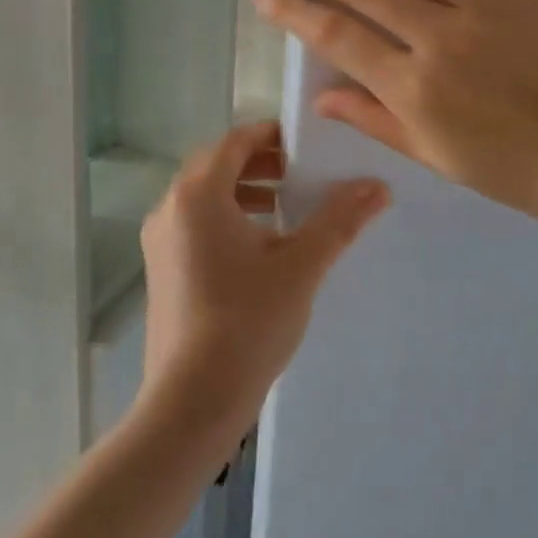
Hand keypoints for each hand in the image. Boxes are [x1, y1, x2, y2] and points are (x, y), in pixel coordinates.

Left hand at [139, 121, 389, 439]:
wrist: (191, 401)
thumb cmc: (246, 322)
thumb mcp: (301, 266)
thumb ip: (339, 220)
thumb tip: (378, 186)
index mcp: (198, 194)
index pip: (235, 141)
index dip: (272, 136)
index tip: (308, 145)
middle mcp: (170, 208)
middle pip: (217, 165)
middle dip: (261, 163)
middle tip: (302, 173)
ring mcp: (160, 241)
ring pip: (205, 196)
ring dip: (245, 191)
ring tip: (286, 208)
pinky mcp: (161, 269)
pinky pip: (195, 224)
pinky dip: (228, 219)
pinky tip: (260, 248)